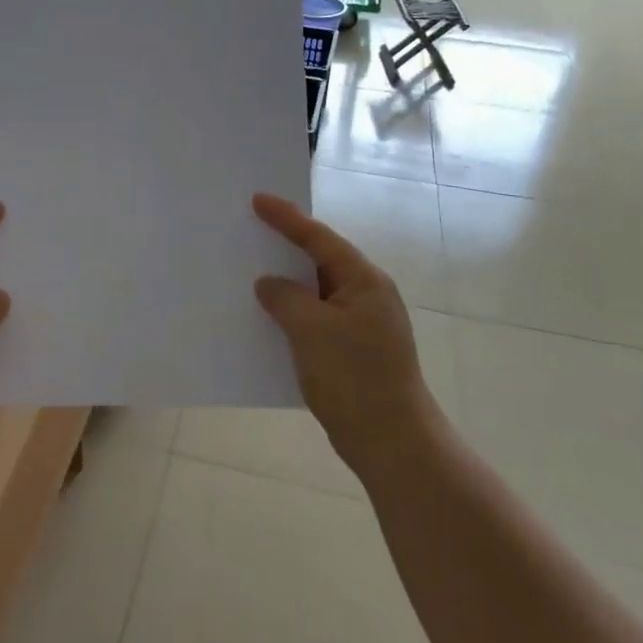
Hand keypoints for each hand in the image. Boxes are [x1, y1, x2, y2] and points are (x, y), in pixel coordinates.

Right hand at [252, 192, 435, 470]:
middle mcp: (367, 295)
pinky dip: (293, 314)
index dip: (287, 218)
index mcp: (364, 280)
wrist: (392, 442)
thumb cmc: (354, 378)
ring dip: (287, 284)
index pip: (319, 238)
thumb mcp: (311, 330)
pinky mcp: (354, 350)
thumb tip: (269, 284)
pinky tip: (268, 319)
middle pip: (321, 260)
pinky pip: (317, 318)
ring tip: (250, 272)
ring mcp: (363, 324)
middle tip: (251, 229)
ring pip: (317, 292)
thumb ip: (285, 298)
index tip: (257, 200)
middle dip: (286, 246)